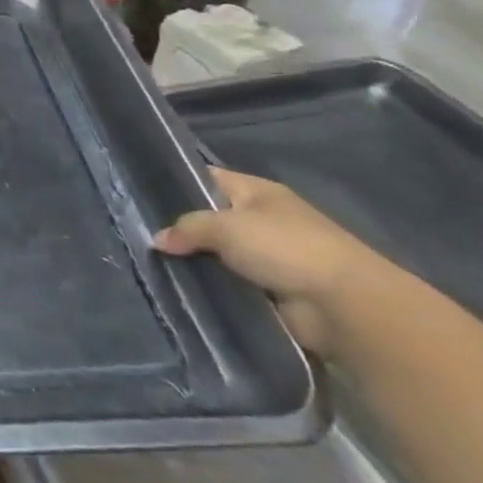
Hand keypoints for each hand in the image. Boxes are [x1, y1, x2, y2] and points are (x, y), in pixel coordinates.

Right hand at [155, 168, 385, 357]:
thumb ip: (187, 228)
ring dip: (195, 261)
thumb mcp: (225, 226)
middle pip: (209, 218)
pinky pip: (229, 282)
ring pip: (217, 253)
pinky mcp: (269, 289)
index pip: (207, 177)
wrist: (343, 304)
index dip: (176, 182)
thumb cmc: (284, 248)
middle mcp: (262, 219)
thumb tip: (158, 240)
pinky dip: (211, 285)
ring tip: (152, 264)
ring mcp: (268, 256)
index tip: (141, 194)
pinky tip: (180, 287)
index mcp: (257, 192)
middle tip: (139, 234)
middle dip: (180, 228)